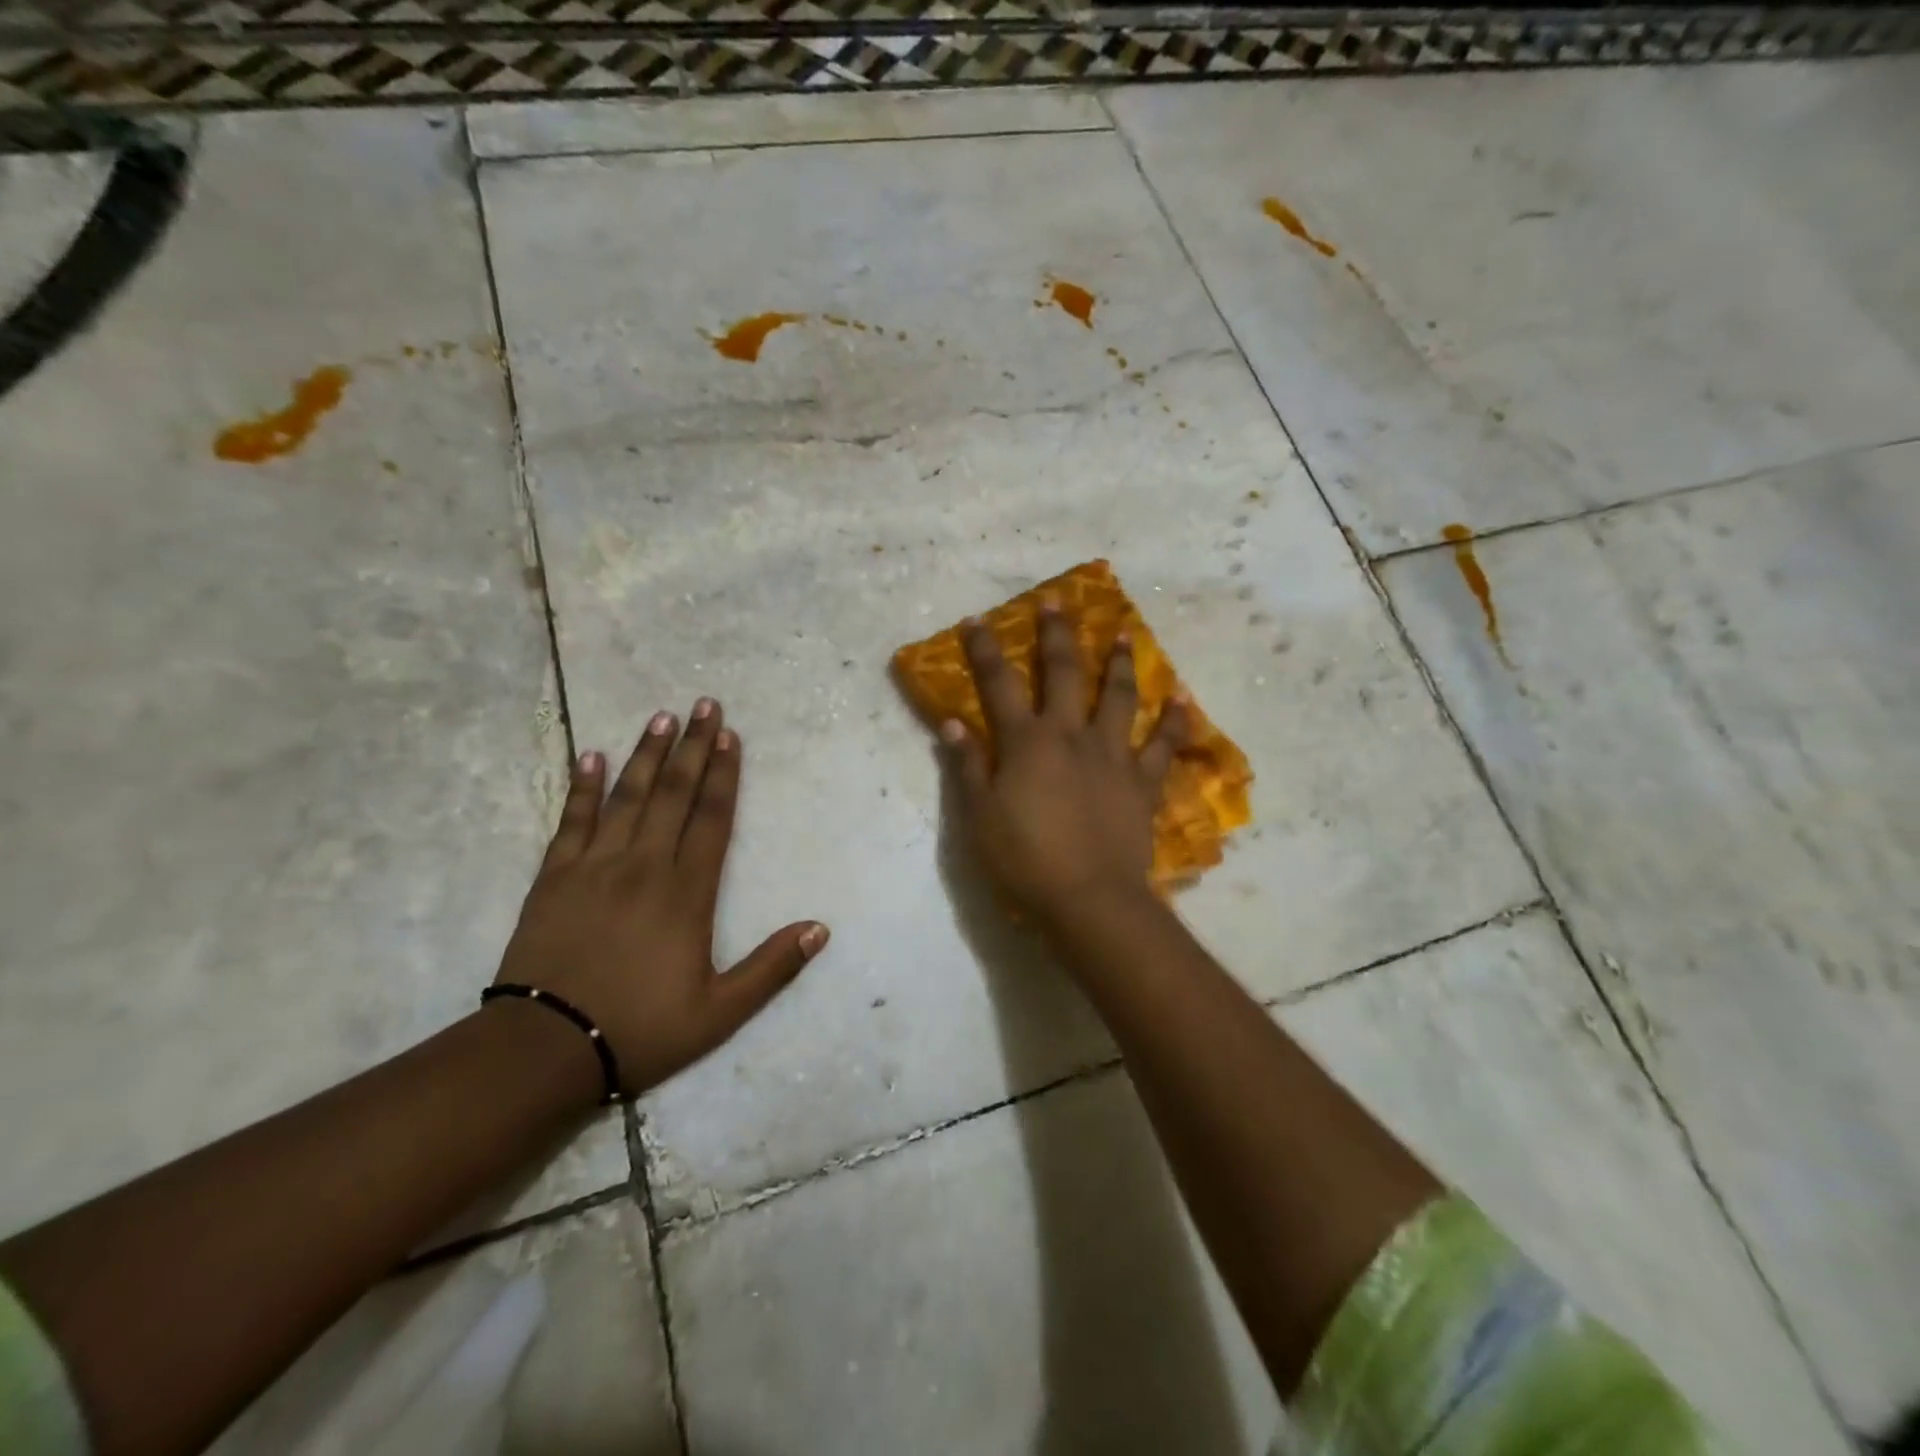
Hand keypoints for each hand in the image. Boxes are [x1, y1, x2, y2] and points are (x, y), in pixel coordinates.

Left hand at [493, 699, 828, 1097]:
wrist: (545, 1049)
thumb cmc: (640, 1029)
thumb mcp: (720, 1012)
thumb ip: (772, 968)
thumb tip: (820, 929)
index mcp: (687, 893)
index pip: (712, 819)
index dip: (724, 775)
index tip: (729, 735)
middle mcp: (644, 866)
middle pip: (673, 794)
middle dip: (692, 747)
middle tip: (704, 704)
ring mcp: (595, 867)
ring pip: (627, 797)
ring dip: (646, 754)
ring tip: (661, 717)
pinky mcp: (554, 878)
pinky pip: (571, 821)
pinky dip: (583, 787)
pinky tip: (591, 756)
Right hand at [944, 602, 1185, 925]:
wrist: (1089, 898)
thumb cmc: (1025, 859)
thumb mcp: (979, 816)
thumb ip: (967, 765)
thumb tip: (952, 721)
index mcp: (1027, 742)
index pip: (1000, 684)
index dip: (986, 650)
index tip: (977, 620)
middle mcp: (1071, 735)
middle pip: (1064, 673)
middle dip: (1057, 634)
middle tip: (1057, 602)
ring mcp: (1113, 755)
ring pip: (1118, 697)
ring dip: (1119, 663)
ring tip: (1123, 633)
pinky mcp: (1143, 782)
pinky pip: (1163, 745)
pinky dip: (1173, 721)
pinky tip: (1183, 699)